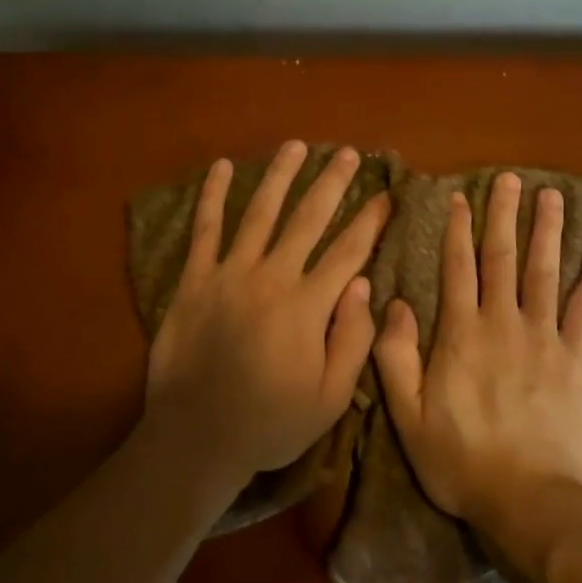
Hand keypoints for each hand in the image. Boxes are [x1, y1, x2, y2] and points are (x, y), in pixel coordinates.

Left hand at [141, 141, 390, 493]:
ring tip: (297, 145)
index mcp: (307, 306)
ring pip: (260, 213)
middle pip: (308, 219)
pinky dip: (213, 196)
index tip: (386, 196)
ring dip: (281, 176)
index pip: (348, 252)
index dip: (370, 221)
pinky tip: (222, 167)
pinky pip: (205, 229)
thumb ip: (351, 340)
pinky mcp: (195, 279)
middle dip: (332, 183)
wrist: (196, 437)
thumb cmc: (269, 423)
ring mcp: (229, 273)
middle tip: (349, 154)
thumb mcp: (329, 398)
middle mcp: (271, 277)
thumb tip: (362, 284)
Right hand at [374, 172, 581, 532]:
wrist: (528, 501)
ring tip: (553, 196)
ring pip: (545, 272)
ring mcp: (543, 339)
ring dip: (548, 231)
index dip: (457, 229)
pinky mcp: (575, 360)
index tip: (460, 196)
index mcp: (459, 334)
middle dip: (504, 215)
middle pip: (503, 258)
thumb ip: (395, 356)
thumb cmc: (460, 461)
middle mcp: (502, 323)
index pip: (457, 268)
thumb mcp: (407, 415)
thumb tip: (392, 302)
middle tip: (510, 178)